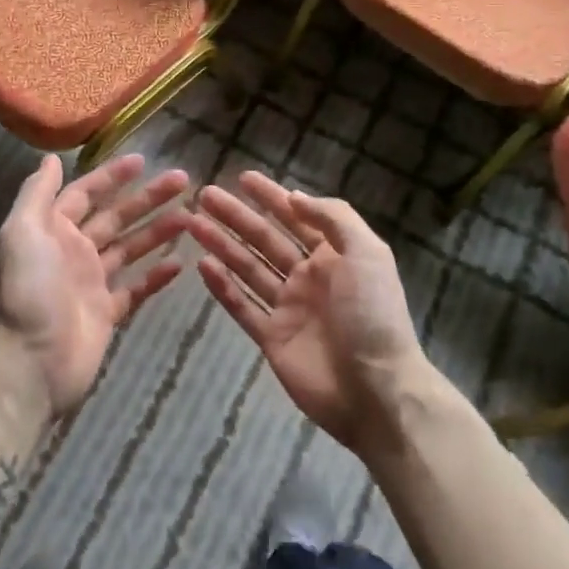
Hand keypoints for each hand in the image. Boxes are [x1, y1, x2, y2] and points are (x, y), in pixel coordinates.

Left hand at [0, 153, 189, 411]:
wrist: (32, 361)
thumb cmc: (29, 290)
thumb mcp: (22, 231)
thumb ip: (36, 193)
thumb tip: (51, 158)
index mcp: (53, 229)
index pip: (86, 194)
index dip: (112, 177)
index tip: (143, 161)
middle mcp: (73, 251)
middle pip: (115, 217)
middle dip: (146, 199)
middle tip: (182, 181)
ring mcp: (92, 283)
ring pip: (130, 249)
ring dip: (157, 231)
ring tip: (190, 217)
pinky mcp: (107, 313)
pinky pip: (136, 288)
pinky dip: (156, 276)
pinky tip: (181, 263)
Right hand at [190, 171, 441, 454]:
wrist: (376, 391)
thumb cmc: (373, 315)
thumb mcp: (366, 254)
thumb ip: (333, 219)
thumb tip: (294, 197)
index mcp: (334, 256)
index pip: (296, 217)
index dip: (271, 196)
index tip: (243, 177)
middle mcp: (309, 277)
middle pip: (264, 239)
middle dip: (236, 216)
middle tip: (205, 196)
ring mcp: (288, 308)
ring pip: (247, 268)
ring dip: (222, 244)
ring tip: (192, 224)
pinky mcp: (272, 337)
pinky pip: (242, 306)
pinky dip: (223, 287)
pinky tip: (202, 265)